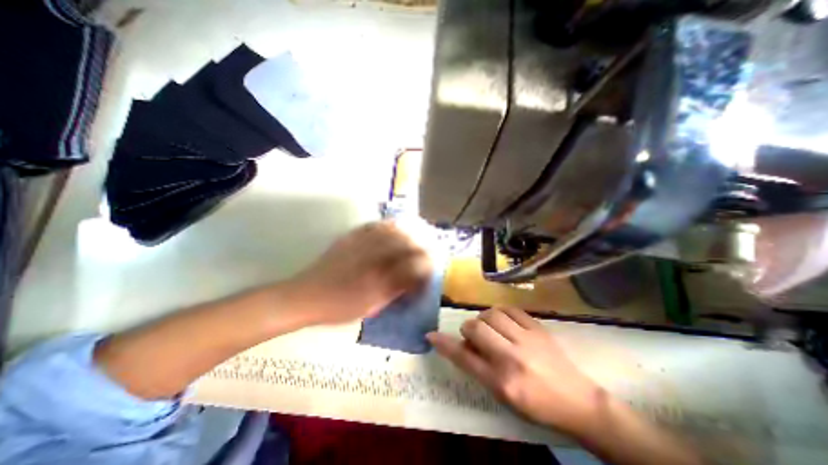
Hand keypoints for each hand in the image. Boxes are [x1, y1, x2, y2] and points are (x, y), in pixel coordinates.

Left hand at [287, 222, 433, 326]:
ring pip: (391, 230)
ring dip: (408, 228)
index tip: (432, 264)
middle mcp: (372, 255)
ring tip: (419, 228)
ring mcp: (360, 243)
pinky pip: (373, 226)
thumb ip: (394, 290)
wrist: (305, 296)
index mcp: (378, 276)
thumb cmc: (337, 307)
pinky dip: (388, 224)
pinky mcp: (350, 238)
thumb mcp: (369, 305)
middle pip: (405, 242)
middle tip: (431, 243)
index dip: (426, 263)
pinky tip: (395, 224)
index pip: (411, 264)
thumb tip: (413, 280)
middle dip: (422, 241)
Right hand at [426, 308, 601, 434]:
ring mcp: (526, 339)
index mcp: (501, 382)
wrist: (579, 402)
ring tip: (491, 328)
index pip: (464, 358)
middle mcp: (511, 358)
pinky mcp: (538, 328)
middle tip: (475, 336)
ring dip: (484, 319)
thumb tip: (462, 344)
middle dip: (468, 329)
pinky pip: (510, 309)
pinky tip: (505, 321)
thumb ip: (479, 368)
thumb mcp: (503, 396)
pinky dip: (501, 313)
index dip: (444, 344)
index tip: (431, 335)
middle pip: (475, 328)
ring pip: (490, 314)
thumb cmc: (537, 405)